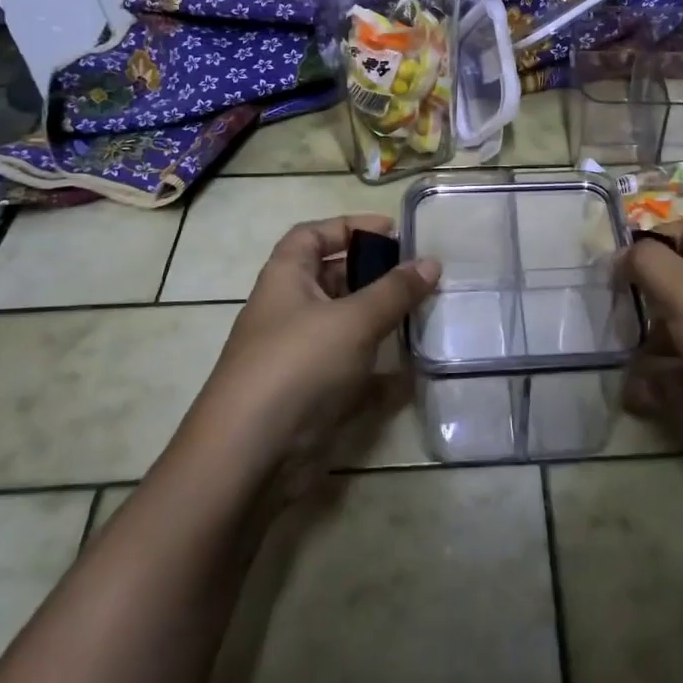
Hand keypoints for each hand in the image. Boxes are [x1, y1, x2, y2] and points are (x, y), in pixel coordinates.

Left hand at [189, 215, 438, 486]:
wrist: (250, 456)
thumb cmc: (298, 366)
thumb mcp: (353, 320)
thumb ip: (395, 291)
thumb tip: (432, 262)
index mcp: (286, 279)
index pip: (311, 235)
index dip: (349, 226)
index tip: (392, 231)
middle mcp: (289, 312)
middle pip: (332, 279)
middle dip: (373, 274)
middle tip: (418, 275)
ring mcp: (299, 356)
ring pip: (345, 327)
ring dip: (380, 320)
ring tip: (423, 314)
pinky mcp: (312, 396)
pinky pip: (351, 372)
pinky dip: (378, 371)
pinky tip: (411, 373)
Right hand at [621, 216, 682, 466]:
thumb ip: (648, 263)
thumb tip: (621, 253)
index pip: (681, 231)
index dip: (648, 241)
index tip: (615, 265)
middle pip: (670, 282)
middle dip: (637, 297)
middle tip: (604, 313)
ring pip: (669, 332)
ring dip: (639, 345)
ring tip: (612, 357)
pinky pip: (675, 376)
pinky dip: (652, 385)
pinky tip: (632, 395)